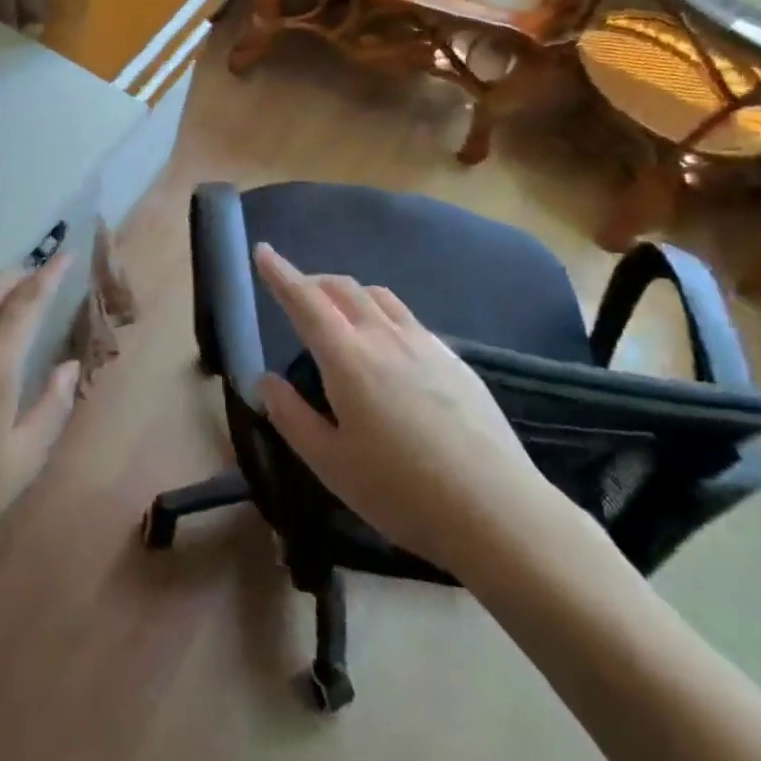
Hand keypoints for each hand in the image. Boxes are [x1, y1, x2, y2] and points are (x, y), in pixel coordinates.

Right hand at [253, 243, 581, 584]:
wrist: (497, 510)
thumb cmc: (401, 490)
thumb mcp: (330, 463)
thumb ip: (291, 416)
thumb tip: (265, 380)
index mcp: (347, 357)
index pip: (304, 300)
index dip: (280, 273)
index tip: (262, 251)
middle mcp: (384, 336)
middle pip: (343, 288)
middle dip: (313, 281)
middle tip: (296, 293)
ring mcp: (425, 344)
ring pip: (379, 296)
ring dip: (349, 293)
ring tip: (339, 314)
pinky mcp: (454, 359)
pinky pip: (408, 318)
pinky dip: (382, 314)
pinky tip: (388, 347)